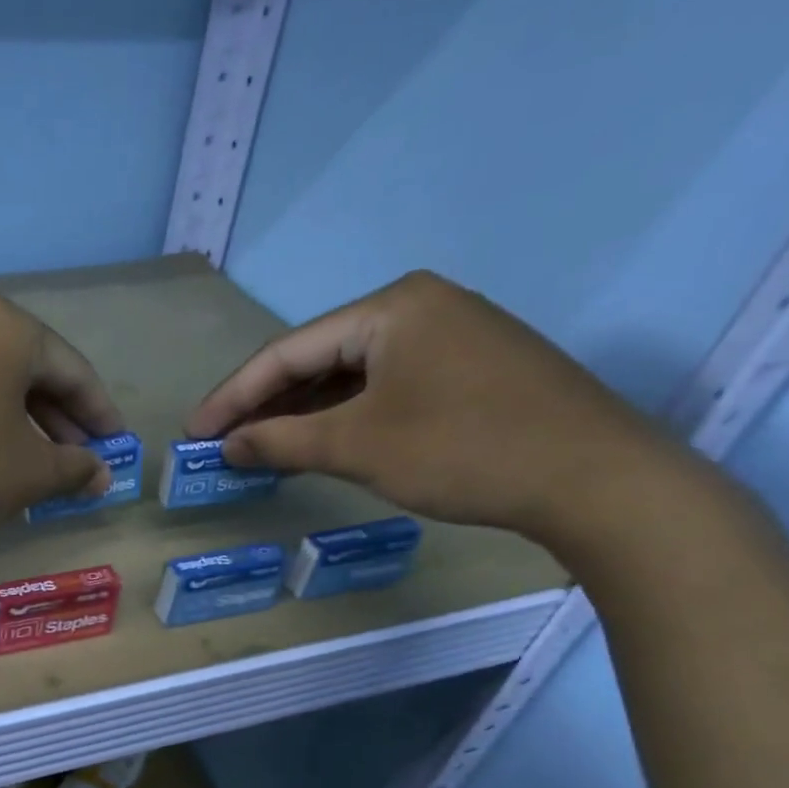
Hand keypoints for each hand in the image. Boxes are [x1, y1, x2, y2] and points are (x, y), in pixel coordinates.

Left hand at [0, 292, 124, 561]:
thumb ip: (74, 467)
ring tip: (26, 460)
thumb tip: (99, 474)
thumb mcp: (29, 474)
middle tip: (73, 457)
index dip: (97, 411)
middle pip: (19, 366)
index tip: (113, 444)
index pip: (68, 368)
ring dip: (8, 416)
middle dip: (52, 415)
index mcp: (0, 324)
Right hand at [186, 270, 672, 540]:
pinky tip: (318, 443)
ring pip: (351, 376)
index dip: (232, 396)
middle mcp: (419, 307)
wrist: (595, 480)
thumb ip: (280, 441)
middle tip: (221, 444)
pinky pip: (385, 388)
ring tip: (258, 448)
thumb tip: (225, 446)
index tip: (193, 433)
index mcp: (390, 308)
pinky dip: (345, 417)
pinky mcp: (470, 369)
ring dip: (302, 414)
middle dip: (266, 405)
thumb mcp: (357, 447)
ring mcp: (451, 336)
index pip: (287, 351)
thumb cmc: (462, 450)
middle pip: (318, 359)